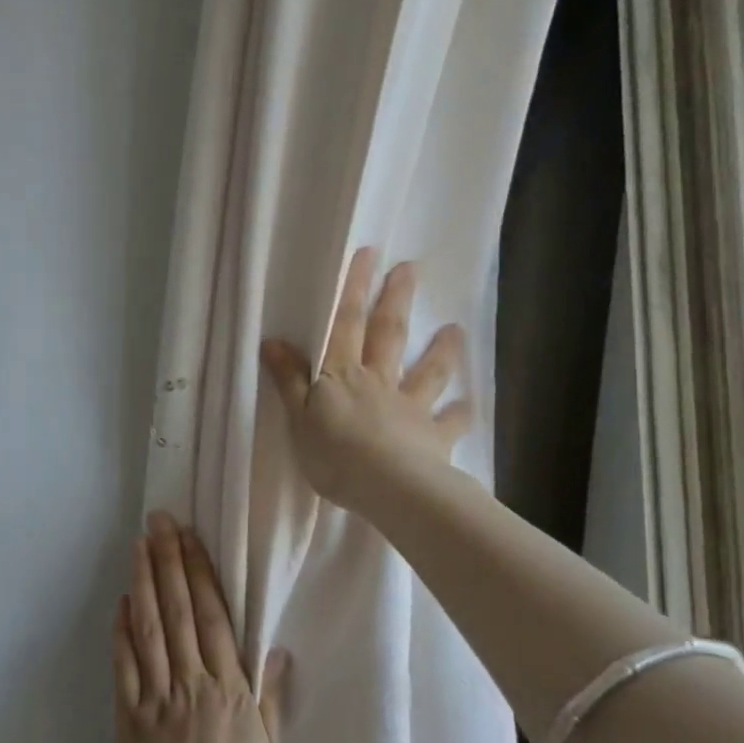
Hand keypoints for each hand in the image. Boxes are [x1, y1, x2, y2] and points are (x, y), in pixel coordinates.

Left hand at [113, 511, 288, 742]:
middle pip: (179, 611)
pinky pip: (124, 668)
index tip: (190, 537)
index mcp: (228, 689)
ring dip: (144, 582)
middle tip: (158, 521)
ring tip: (138, 545)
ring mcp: (156, 698)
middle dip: (168, 561)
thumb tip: (276, 649)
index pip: (213, 617)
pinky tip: (121, 602)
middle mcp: (191, 683)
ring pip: (150, 629)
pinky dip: (121, 632)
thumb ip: (270, 698)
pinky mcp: (128, 718)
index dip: (200, 572)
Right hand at [260, 246, 473, 510]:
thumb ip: (289, 379)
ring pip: (427, 372)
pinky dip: (460, 413)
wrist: (388, 487)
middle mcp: (379, 382)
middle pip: (389, 335)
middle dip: (396, 300)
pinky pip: (450, 422)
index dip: (355, 289)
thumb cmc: (334, 454)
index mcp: (343, 375)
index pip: (346, 324)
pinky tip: (469, 405)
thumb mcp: (297, 417)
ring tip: (455, 329)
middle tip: (410, 269)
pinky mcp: (433, 437)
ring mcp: (410, 407)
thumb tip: (273, 340)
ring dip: (441, 350)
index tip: (369, 255)